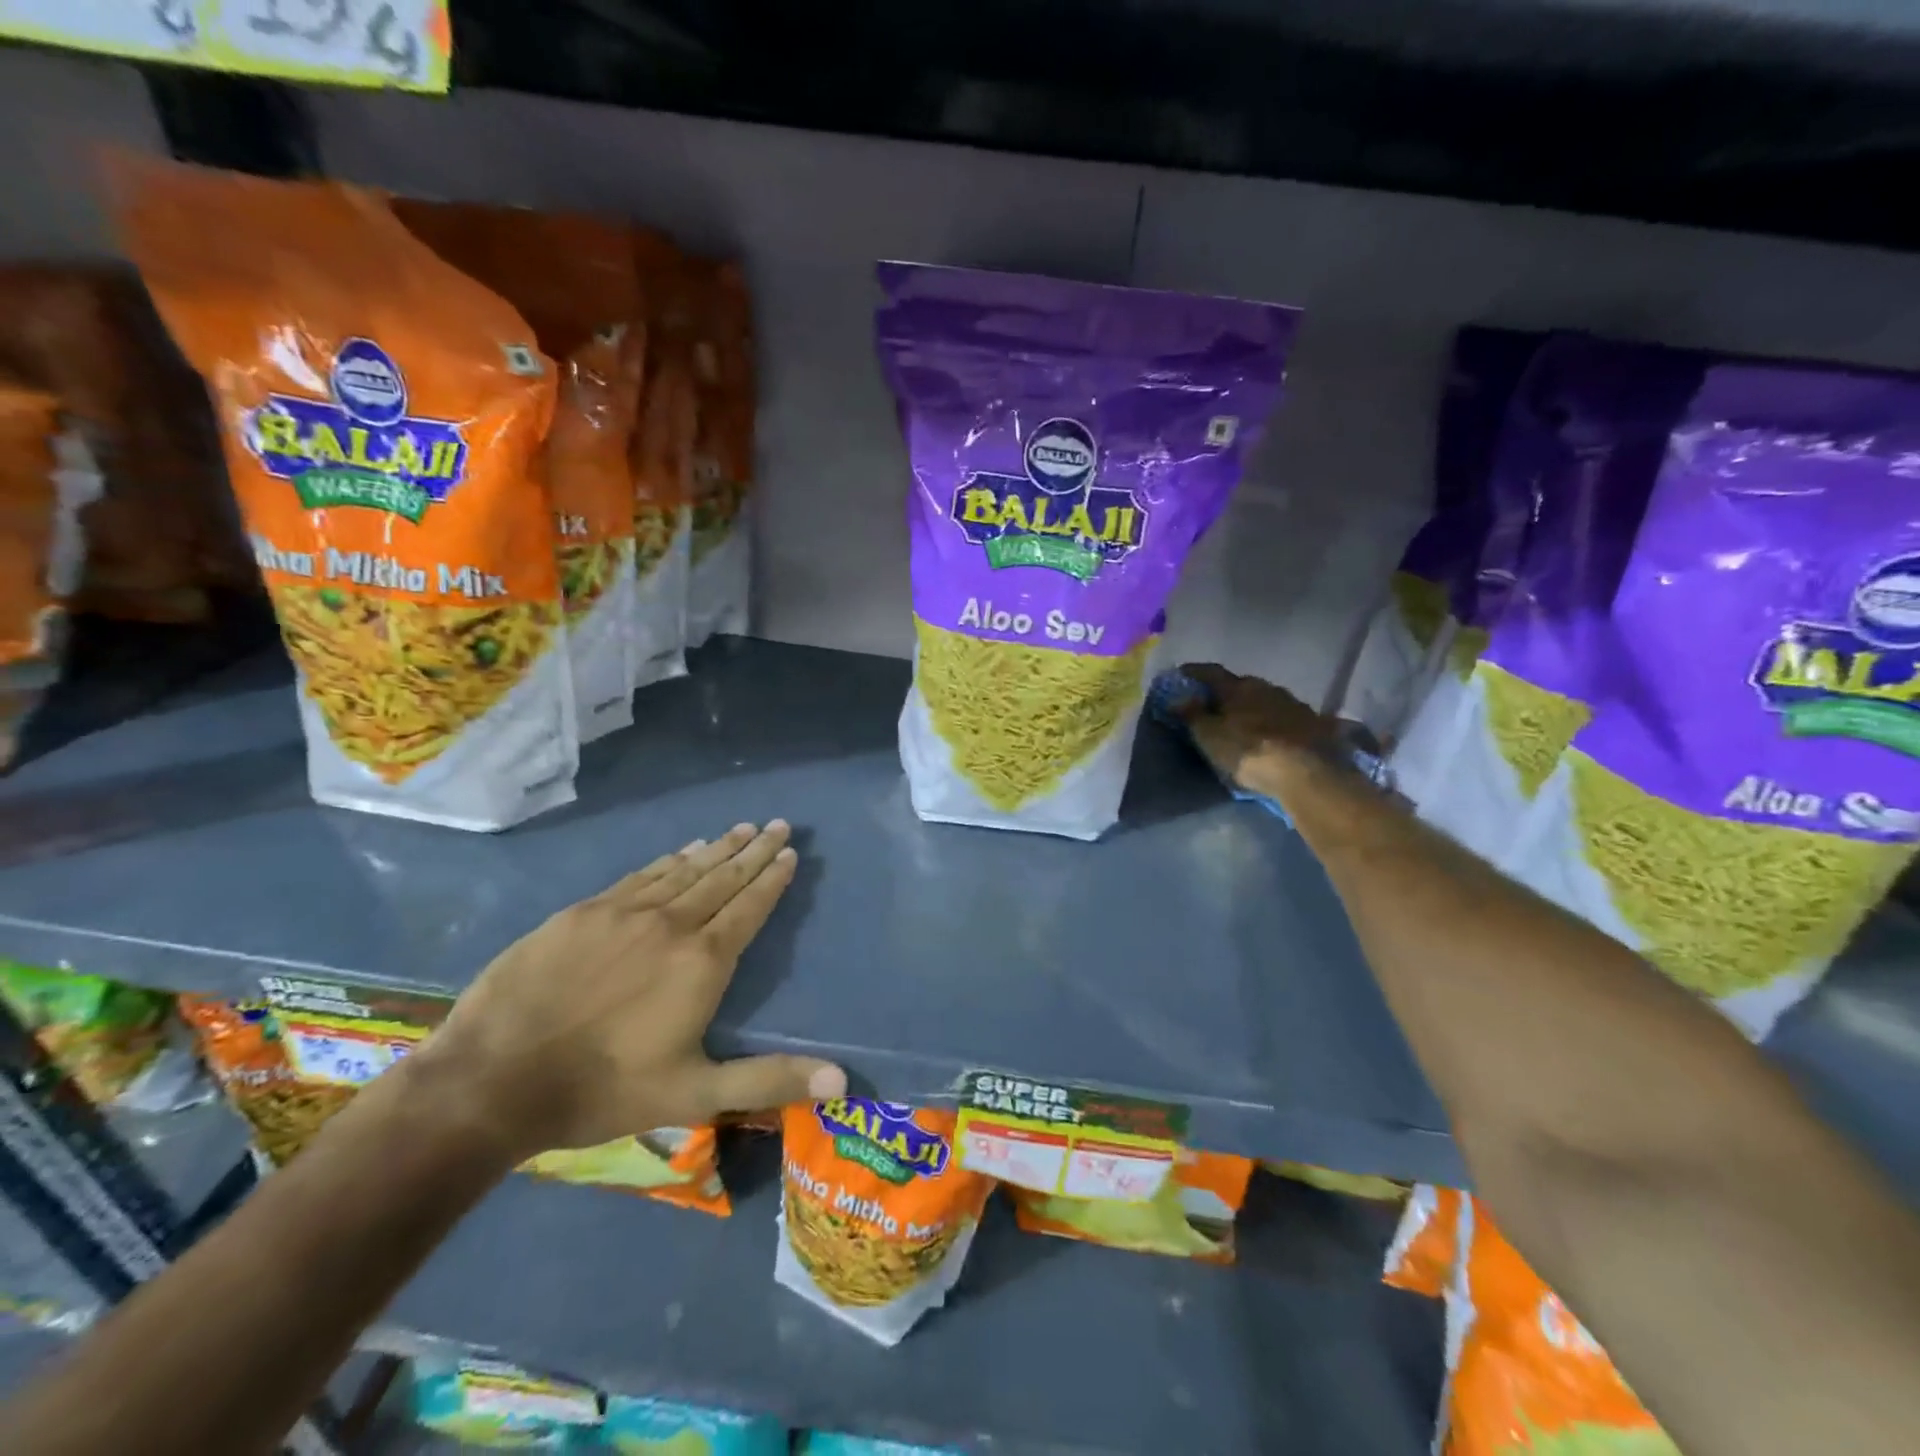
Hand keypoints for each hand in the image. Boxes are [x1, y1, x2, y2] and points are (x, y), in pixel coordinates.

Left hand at [414, 821, 844, 1160]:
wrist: (492, 1080)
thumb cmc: (604, 1090)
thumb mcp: (695, 1094)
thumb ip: (769, 1080)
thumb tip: (841, 1081)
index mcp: (702, 961)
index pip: (750, 906)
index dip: (772, 878)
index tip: (790, 851)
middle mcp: (670, 923)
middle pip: (722, 877)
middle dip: (753, 850)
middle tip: (776, 823)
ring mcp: (622, 913)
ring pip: (683, 870)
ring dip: (716, 848)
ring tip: (739, 829)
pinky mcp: (582, 913)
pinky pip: (640, 876)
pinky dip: (668, 861)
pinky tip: (680, 851)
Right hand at [1175, 662, 1331, 797]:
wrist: (1308, 772)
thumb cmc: (1248, 752)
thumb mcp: (1210, 737)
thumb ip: (1192, 715)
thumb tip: (1177, 698)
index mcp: (1238, 687)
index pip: (1211, 672)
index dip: (1194, 672)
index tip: (1181, 674)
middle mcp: (1267, 687)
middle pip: (1241, 685)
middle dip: (1226, 693)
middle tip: (1213, 705)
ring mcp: (1294, 703)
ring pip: (1265, 700)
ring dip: (1252, 707)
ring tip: (1243, 722)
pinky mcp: (1315, 723)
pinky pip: (1286, 717)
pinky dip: (1274, 722)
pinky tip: (1272, 734)